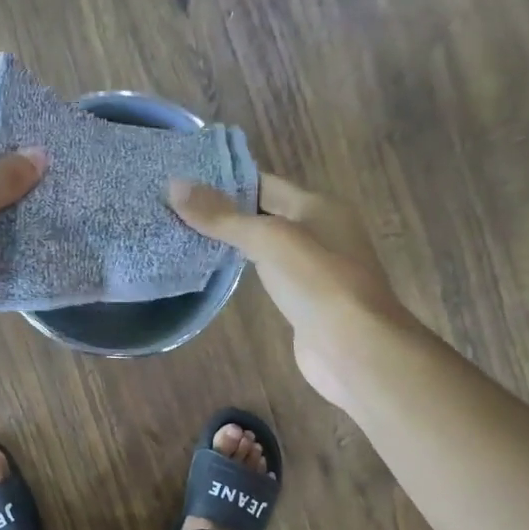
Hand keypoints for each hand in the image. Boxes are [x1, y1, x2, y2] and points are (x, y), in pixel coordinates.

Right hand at [168, 173, 410, 404]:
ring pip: (264, 245)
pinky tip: (212, 271)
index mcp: (319, 205)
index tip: (182, 181)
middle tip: (173, 207)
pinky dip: (241, 269)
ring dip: (230, 241)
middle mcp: (320, 230)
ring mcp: (313, 268)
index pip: (263, 182)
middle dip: (223, 210)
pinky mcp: (304, 300)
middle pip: (263, 212)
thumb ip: (222, 216)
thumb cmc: (317, 283)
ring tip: (182, 234)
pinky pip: (266, 274)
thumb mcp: (268, 239)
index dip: (224, 180)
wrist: (355, 349)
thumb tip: (174, 185)